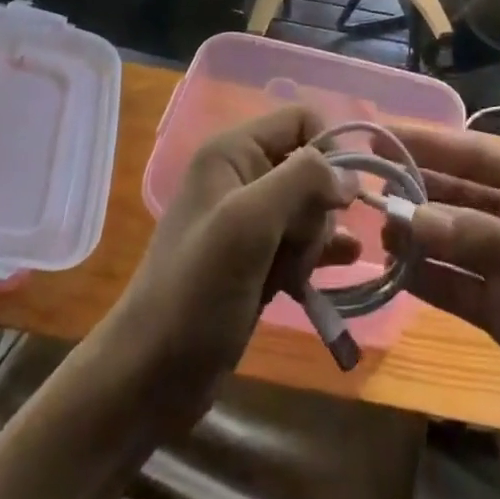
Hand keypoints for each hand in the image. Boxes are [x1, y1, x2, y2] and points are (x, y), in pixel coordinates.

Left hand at [99, 106, 355, 433]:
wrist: (151, 379)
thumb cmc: (195, 291)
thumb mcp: (248, 224)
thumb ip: (300, 181)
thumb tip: (348, 174)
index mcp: (232, 152)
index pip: (299, 119)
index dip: (328, 149)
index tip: (339, 195)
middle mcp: (241, 176)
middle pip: (309, 166)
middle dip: (317, 206)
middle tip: (298, 247)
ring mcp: (249, 221)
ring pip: (310, 207)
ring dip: (318, 236)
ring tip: (304, 270)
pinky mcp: (258, 260)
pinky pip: (303, 241)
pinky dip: (321, 252)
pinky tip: (343, 265)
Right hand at [385, 125, 499, 462]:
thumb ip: (487, 241)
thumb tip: (412, 220)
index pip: (478, 155)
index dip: (430, 144)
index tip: (382, 135)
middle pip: (460, 195)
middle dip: (417, 190)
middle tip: (364, 184)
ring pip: (453, 239)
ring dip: (417, 234)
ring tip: (373, 227)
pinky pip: (458, 286)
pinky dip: (428, 277)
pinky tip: (394, 269)